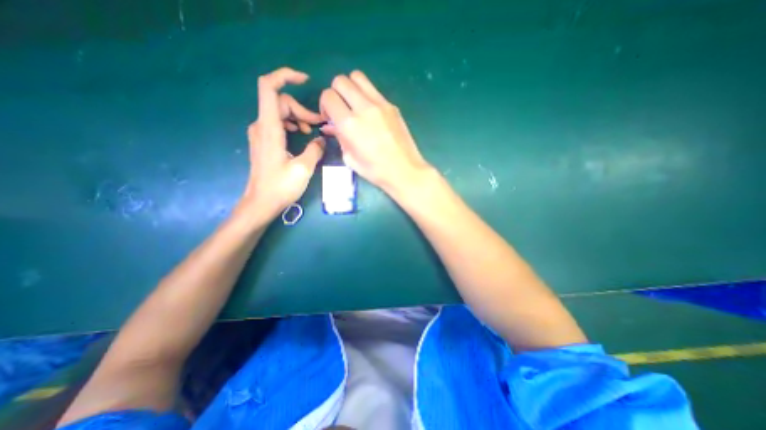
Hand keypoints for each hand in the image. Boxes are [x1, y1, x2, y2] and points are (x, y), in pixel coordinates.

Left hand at [239, 68, 324, 224]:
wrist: (261, 203)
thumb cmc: (281, 187)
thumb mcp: (304, 169)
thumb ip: (315, 149)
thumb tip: (322, 139)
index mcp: (269, 128)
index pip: (269, 88)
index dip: (285, 76)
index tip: (305, 80)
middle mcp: (261, 125)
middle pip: (281, 102)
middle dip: (302, 109)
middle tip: (319, 125)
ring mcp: (260, 133)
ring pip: (280, 112)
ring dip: (298, 118)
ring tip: (312, 132)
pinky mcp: (263, 141)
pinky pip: (278, 123)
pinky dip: (292, 124)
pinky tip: (301, 136)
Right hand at [322, 70, 432, 192]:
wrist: (405, 170)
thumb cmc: (375, 171)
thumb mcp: (350, 158)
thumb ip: (338, 137)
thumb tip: (330, 126)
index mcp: (350, 124)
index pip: (328, 96)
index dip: (325, 106)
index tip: (330, 118)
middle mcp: (364, 108)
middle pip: (341, 81)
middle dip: (335, 93)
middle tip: (341, 110)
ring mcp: (380, 104)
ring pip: (358, 77)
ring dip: (351, 88)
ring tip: (354, 105)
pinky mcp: (392, 106)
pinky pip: (373, 90)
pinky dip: (366, 95)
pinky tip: (370, 113)